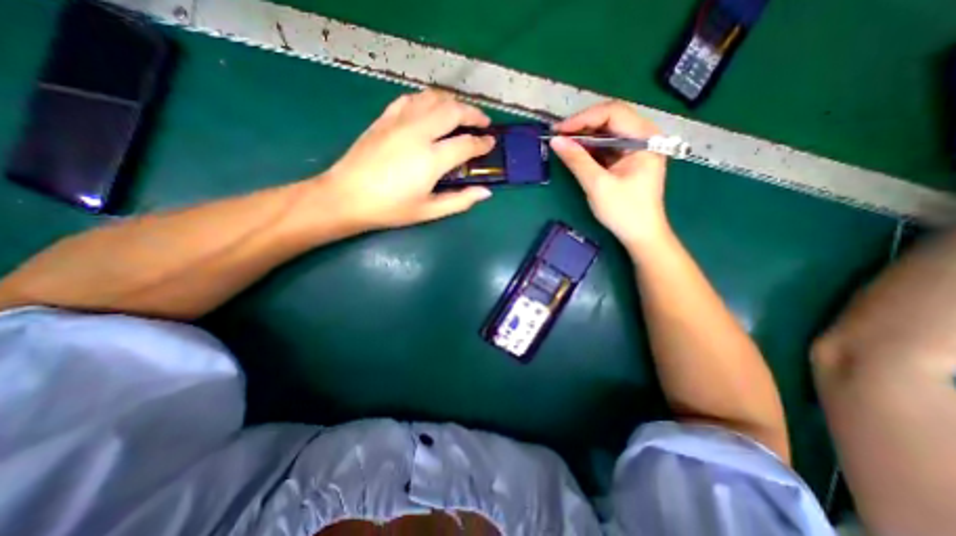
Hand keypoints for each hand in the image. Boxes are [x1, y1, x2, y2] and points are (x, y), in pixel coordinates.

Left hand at [318, 90, 493, 232]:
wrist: (346, 197)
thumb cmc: (390, 209)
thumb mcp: (429, 211)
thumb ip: (460, 201)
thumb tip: (485, 192)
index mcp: (431, 159)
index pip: (466, 144)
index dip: (482, 143)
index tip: (491, 143)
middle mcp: (418, 133)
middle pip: (453, 111)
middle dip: (473, 113)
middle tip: (483, 123)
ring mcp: (399, 121)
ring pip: (433, 98)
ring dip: (452, 103)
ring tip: (461, 113)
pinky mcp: (384, 118)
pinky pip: (411, 99)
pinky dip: (427, 100)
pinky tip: (431, 109)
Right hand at [550, 100, 667, 254]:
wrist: (641, 235)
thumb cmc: (624, 211)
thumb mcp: (597, 185)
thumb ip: (577, 160)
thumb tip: (555, 140)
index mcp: (645, 138)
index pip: (612, 112)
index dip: (583, 118)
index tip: (559, 131)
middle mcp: (644, 136)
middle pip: (610, 118)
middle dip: (582, 125)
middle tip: (558, 136)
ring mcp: (637, 148)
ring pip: (607, 132)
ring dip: (584, 136)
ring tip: (563, 143)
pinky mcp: (628, 159)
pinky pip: (607, 146)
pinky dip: (590, 148)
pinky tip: (576, 153)